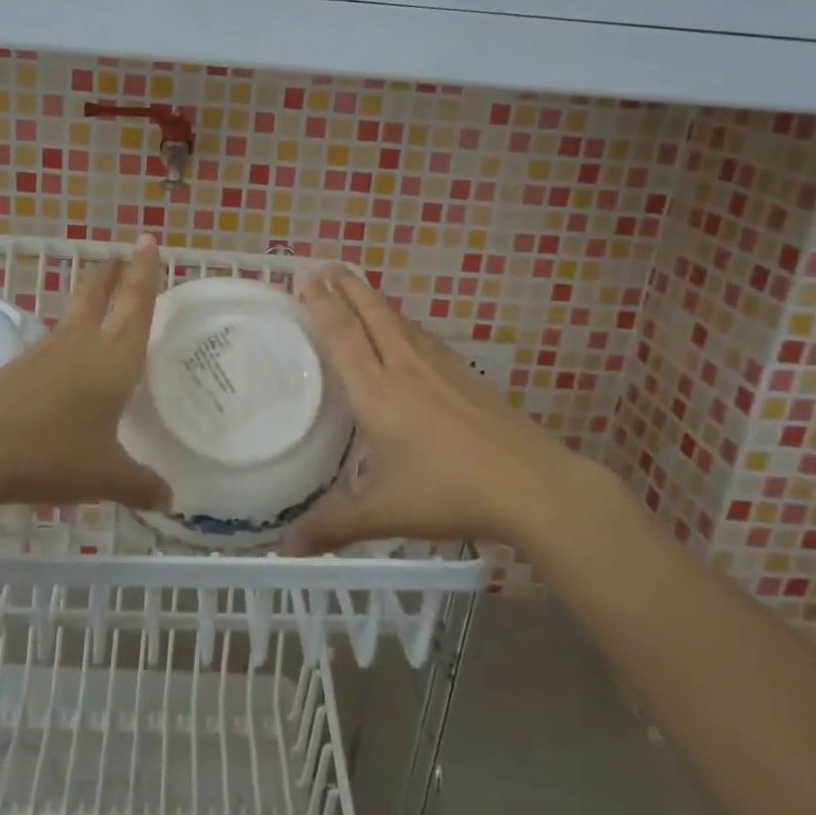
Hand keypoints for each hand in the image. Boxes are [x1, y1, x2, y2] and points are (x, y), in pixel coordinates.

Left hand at [0, 235, 170, 513]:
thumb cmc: (50, 454)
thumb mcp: (104, 476)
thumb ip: (139, 485)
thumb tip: (170, 501)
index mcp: (112, 359)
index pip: (135, 305)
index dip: (145, 273)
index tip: (148, 241)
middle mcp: (79, 346)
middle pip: (98, 296)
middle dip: (114, 274)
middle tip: (124, 255)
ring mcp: (43, 356)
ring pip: (72, 317)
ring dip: (89, 300)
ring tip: (100, 301)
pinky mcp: (15, 371)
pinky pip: (52, 346)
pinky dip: (67, 340)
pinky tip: (65, 362)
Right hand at [284, 265, 610, 553]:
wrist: (532, 484)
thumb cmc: (450, 492)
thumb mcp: (385, 513)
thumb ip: (333, 527)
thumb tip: (283, 550)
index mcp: (379, 393)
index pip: (343, 337)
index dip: (322, 305)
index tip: (305, 276)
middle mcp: (406, 369)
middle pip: (372, 315)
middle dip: (346, 287)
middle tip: (325, 264)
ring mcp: (441, 369)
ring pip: (400, 322)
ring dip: (375, 300)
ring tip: (358, 287)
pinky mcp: (467, 377)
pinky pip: (424, 338)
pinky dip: (404, 323)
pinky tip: (409, 332)